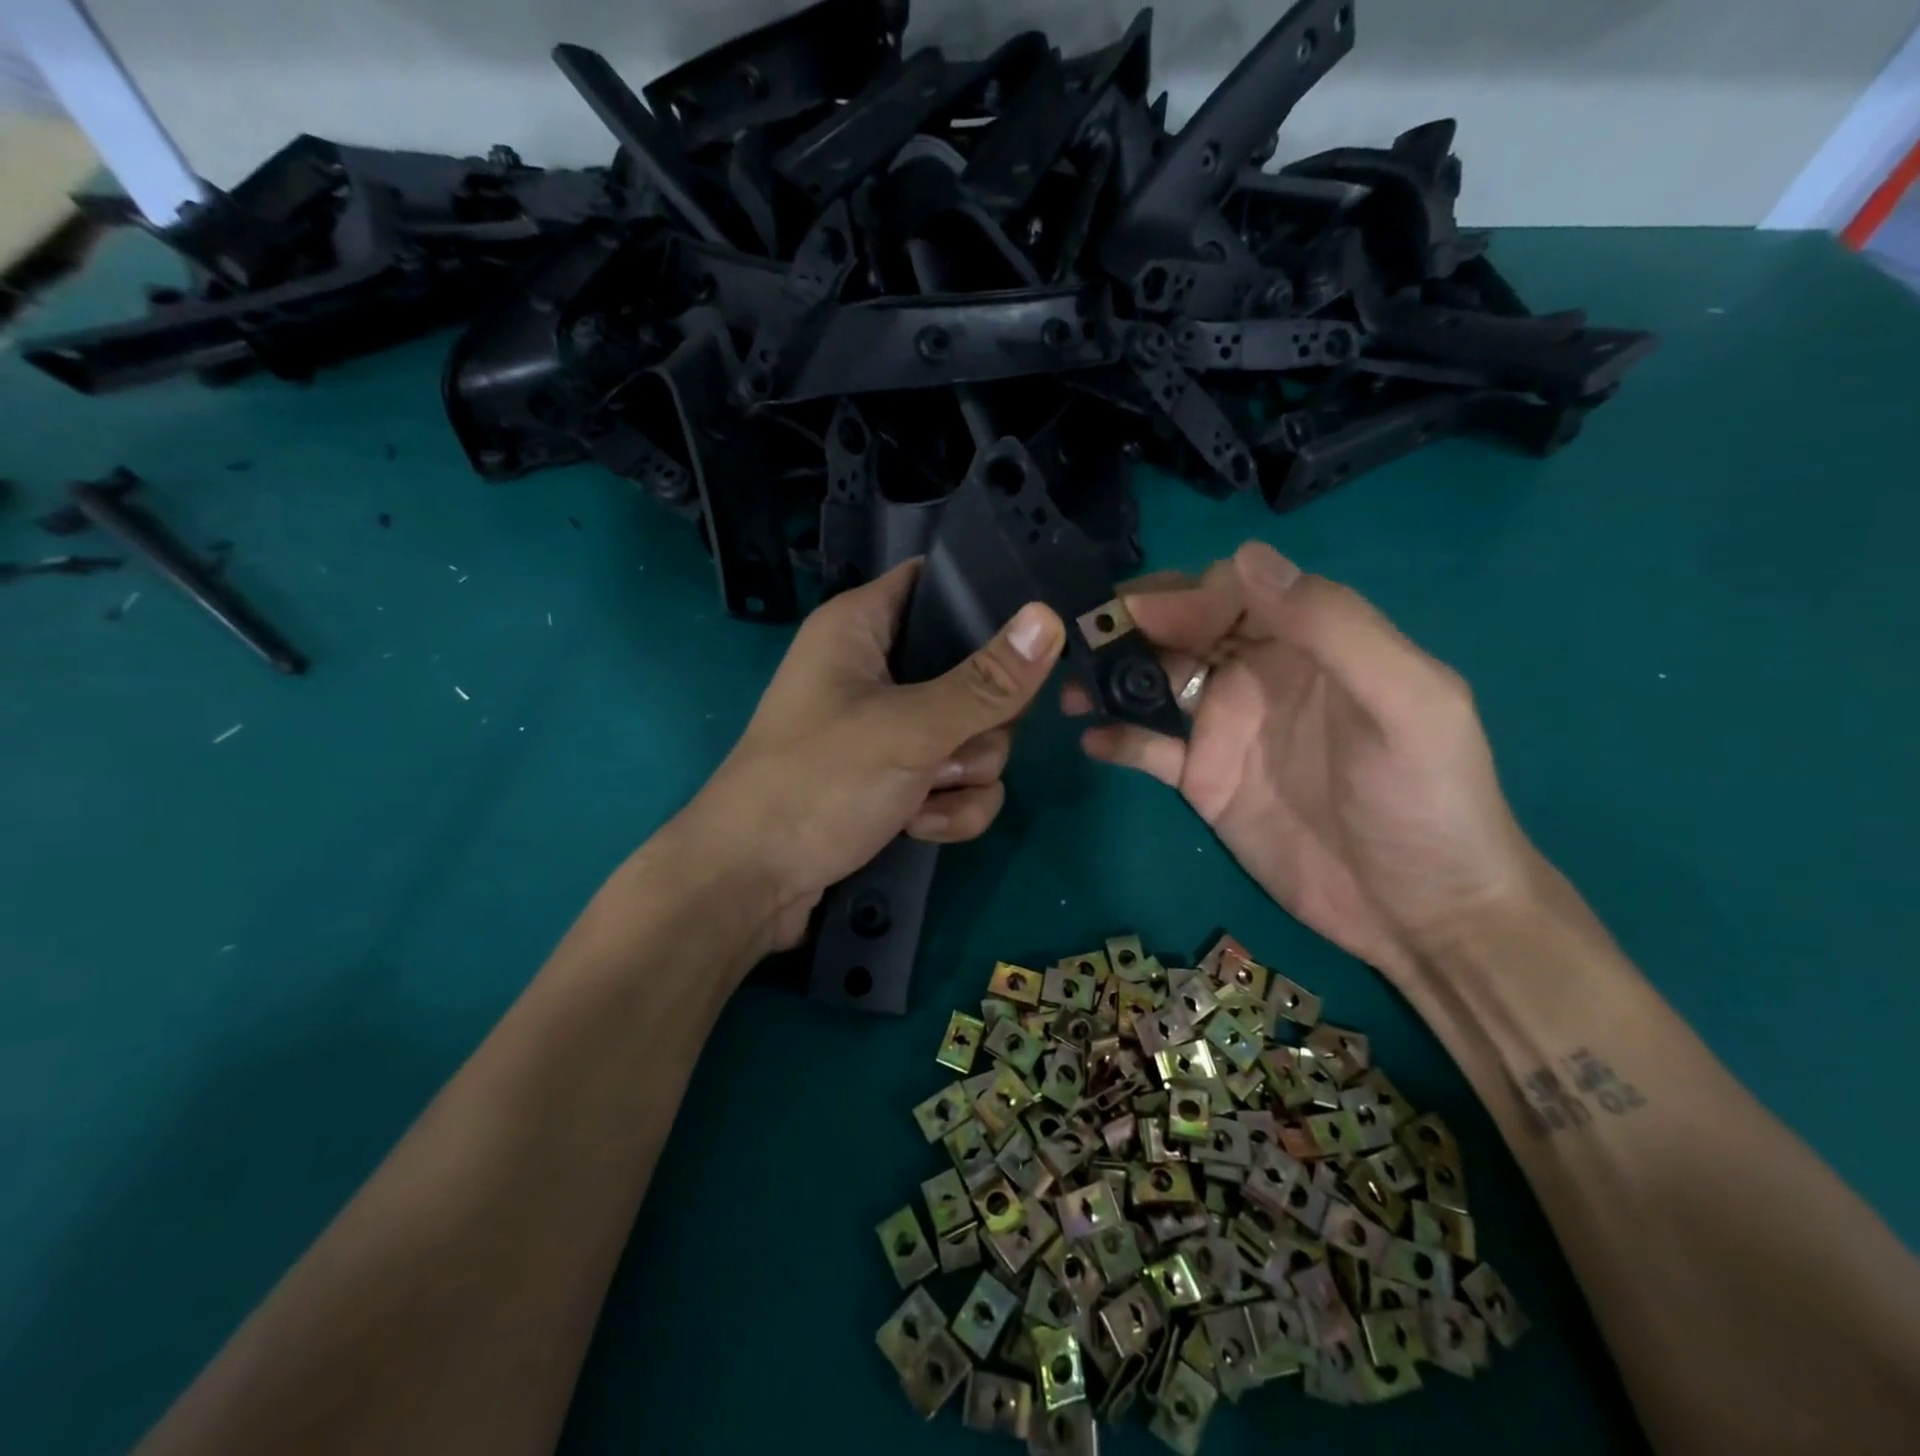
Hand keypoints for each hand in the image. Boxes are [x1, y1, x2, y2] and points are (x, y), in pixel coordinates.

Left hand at [677, 561, 1064, 954]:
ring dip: (962, 776)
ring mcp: (888, 730)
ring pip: (974, 736)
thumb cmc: (817, 783)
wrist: (752, 884)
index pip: (936, 584)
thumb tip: (1049, 619)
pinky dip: (948, 808)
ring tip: (922, 796)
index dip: (985, 601)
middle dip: (979, 724)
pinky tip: (918, 826)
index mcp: (861, 627)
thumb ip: (986, 682)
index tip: (1031, 631)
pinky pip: (956, 782)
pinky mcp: (895, 781)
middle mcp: (875, 671)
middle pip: (973, 674)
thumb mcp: (910, 729)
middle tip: (951, 746)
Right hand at [1070, 542, 1537, 983]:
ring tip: (1069, 690)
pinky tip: (1091, 741)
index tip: (1142, 621)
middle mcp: (1259, 674)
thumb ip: (1334, 627)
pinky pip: (1149, 747)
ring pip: (1155, 682)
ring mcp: (1225, 728)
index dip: (1185, 597)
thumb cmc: (1427, 801)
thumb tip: (1245, 557)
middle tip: (1081, 643)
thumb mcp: (1407, 703)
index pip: (1232, 593)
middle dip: (1130, 628)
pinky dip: (1118, 738)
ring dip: (1110, 678)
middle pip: (1182, 629)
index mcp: (1308, 642)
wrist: (1422, 913)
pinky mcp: (1202, 780)